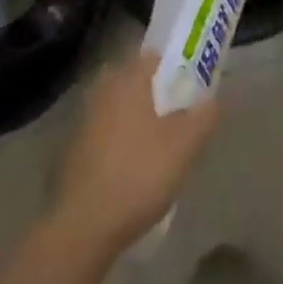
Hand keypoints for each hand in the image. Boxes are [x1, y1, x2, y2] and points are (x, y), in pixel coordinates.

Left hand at [51, 51, 220, 253]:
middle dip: (155, 94)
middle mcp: (102, 91)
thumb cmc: (138, 174)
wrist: (80, 229)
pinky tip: (133, 169)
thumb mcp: (185, 145)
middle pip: (134, 81)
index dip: (174, 64)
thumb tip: (212, 99)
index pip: (153, 54)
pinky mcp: (70, 153)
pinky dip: (119, 144)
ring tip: (159, 146)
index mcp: (128, 79)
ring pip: (118, 110)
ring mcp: (82, 122)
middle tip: (177, 114)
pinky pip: (103, 136)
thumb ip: (204, 116)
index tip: (190, 81)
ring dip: (136, 120)